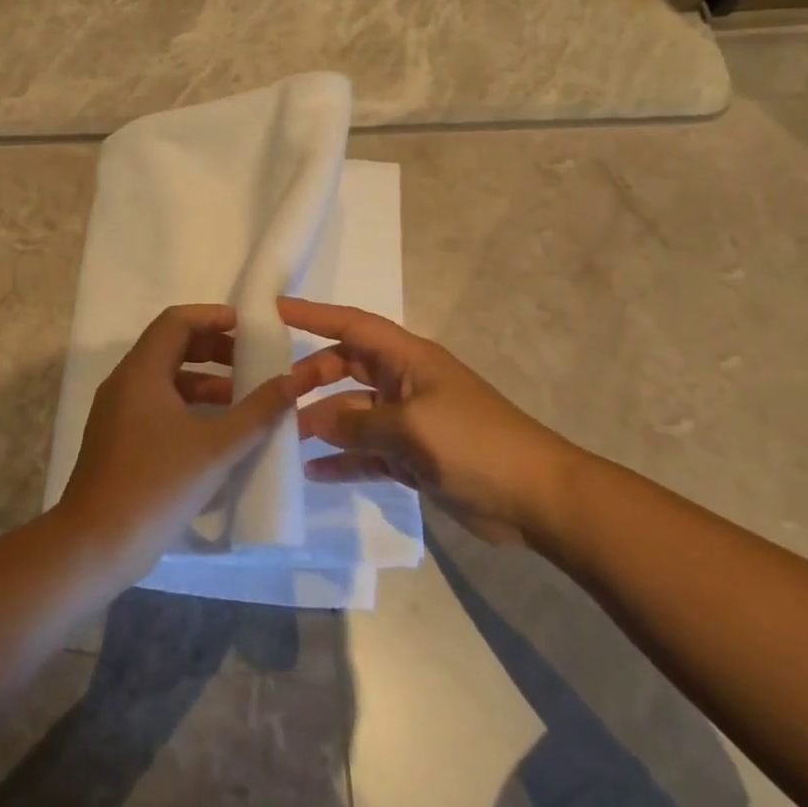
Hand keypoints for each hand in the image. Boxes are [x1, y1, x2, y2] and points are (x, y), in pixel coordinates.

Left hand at [53, 304, 295, 588]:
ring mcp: (118, 413)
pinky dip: (188, 405)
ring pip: (165, 378)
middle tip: (251, 361)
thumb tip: (290, 381)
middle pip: (171, 346)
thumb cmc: (156, 485)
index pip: (177, 321)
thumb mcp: (216, 447)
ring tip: (242, 398)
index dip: (214, 317)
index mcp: (141, 372)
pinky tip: (216, 431)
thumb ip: (257, 411)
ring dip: (204, 380)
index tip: (248, 327)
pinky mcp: (118, 440)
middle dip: (213, 348)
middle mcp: (125, 383)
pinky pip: (157, 405)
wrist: (94, 546)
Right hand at [282, 297, 580, 546]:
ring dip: (321, 424)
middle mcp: (403, 383)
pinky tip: (312, 472)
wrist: (535, 496)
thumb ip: (357, 424)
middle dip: (310, 378)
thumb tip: (312, 423)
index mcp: (407, 359)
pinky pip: (366, 451)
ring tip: (281, 439)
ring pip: (351, 413)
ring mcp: (406, 421)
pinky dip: (342, 460)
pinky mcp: (411, 457)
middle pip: (345, 368)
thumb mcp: (411, 428)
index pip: (351, 325)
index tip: (272, 310)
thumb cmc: (474, 443)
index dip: (313, 314)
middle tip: (274, 397)